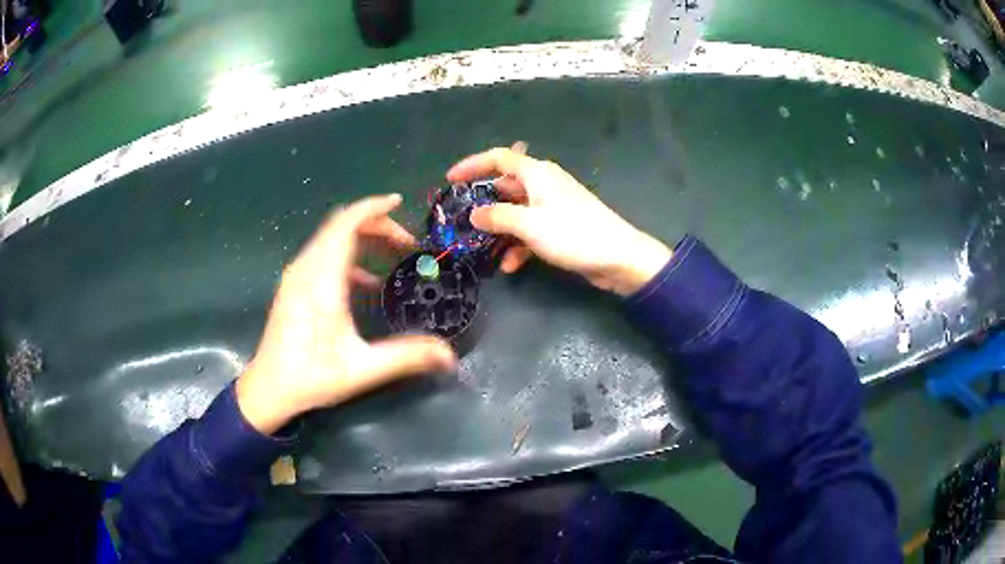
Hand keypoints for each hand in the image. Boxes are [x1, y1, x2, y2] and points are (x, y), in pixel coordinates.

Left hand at [236, 195, 456, 434]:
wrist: (268, 389)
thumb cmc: (311, 376)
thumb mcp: (362, 369)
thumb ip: (406, 357)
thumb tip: (449, 355)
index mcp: (321, 280)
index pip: (346, 225)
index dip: (373, 208)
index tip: (399, 202)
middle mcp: (306, 269)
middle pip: (341, 226)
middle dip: (376, 225)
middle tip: (407, 243)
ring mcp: (296, 276)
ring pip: (331, 238)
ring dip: (362, 238)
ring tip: (392, 255)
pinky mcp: (294, 286)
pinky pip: (323, 254)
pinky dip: (348, 255)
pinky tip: (367, 282)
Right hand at [447, 147, 671, 295]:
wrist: (618, 257)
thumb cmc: (573, 234)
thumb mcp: (529, 225)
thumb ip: (498, 217)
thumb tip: (474, 214)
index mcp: (537, 173)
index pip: (499, 158)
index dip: (472, 165)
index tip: (450, 178)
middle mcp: (544, 185)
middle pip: (506, 187)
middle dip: (485, 204)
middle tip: (464, 221)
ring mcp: (553, 207)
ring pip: (517, 212)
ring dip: (501, 230)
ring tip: (485, 249)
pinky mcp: (560, 227)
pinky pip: (531, 231)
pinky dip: (519, 245)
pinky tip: (510, 266)